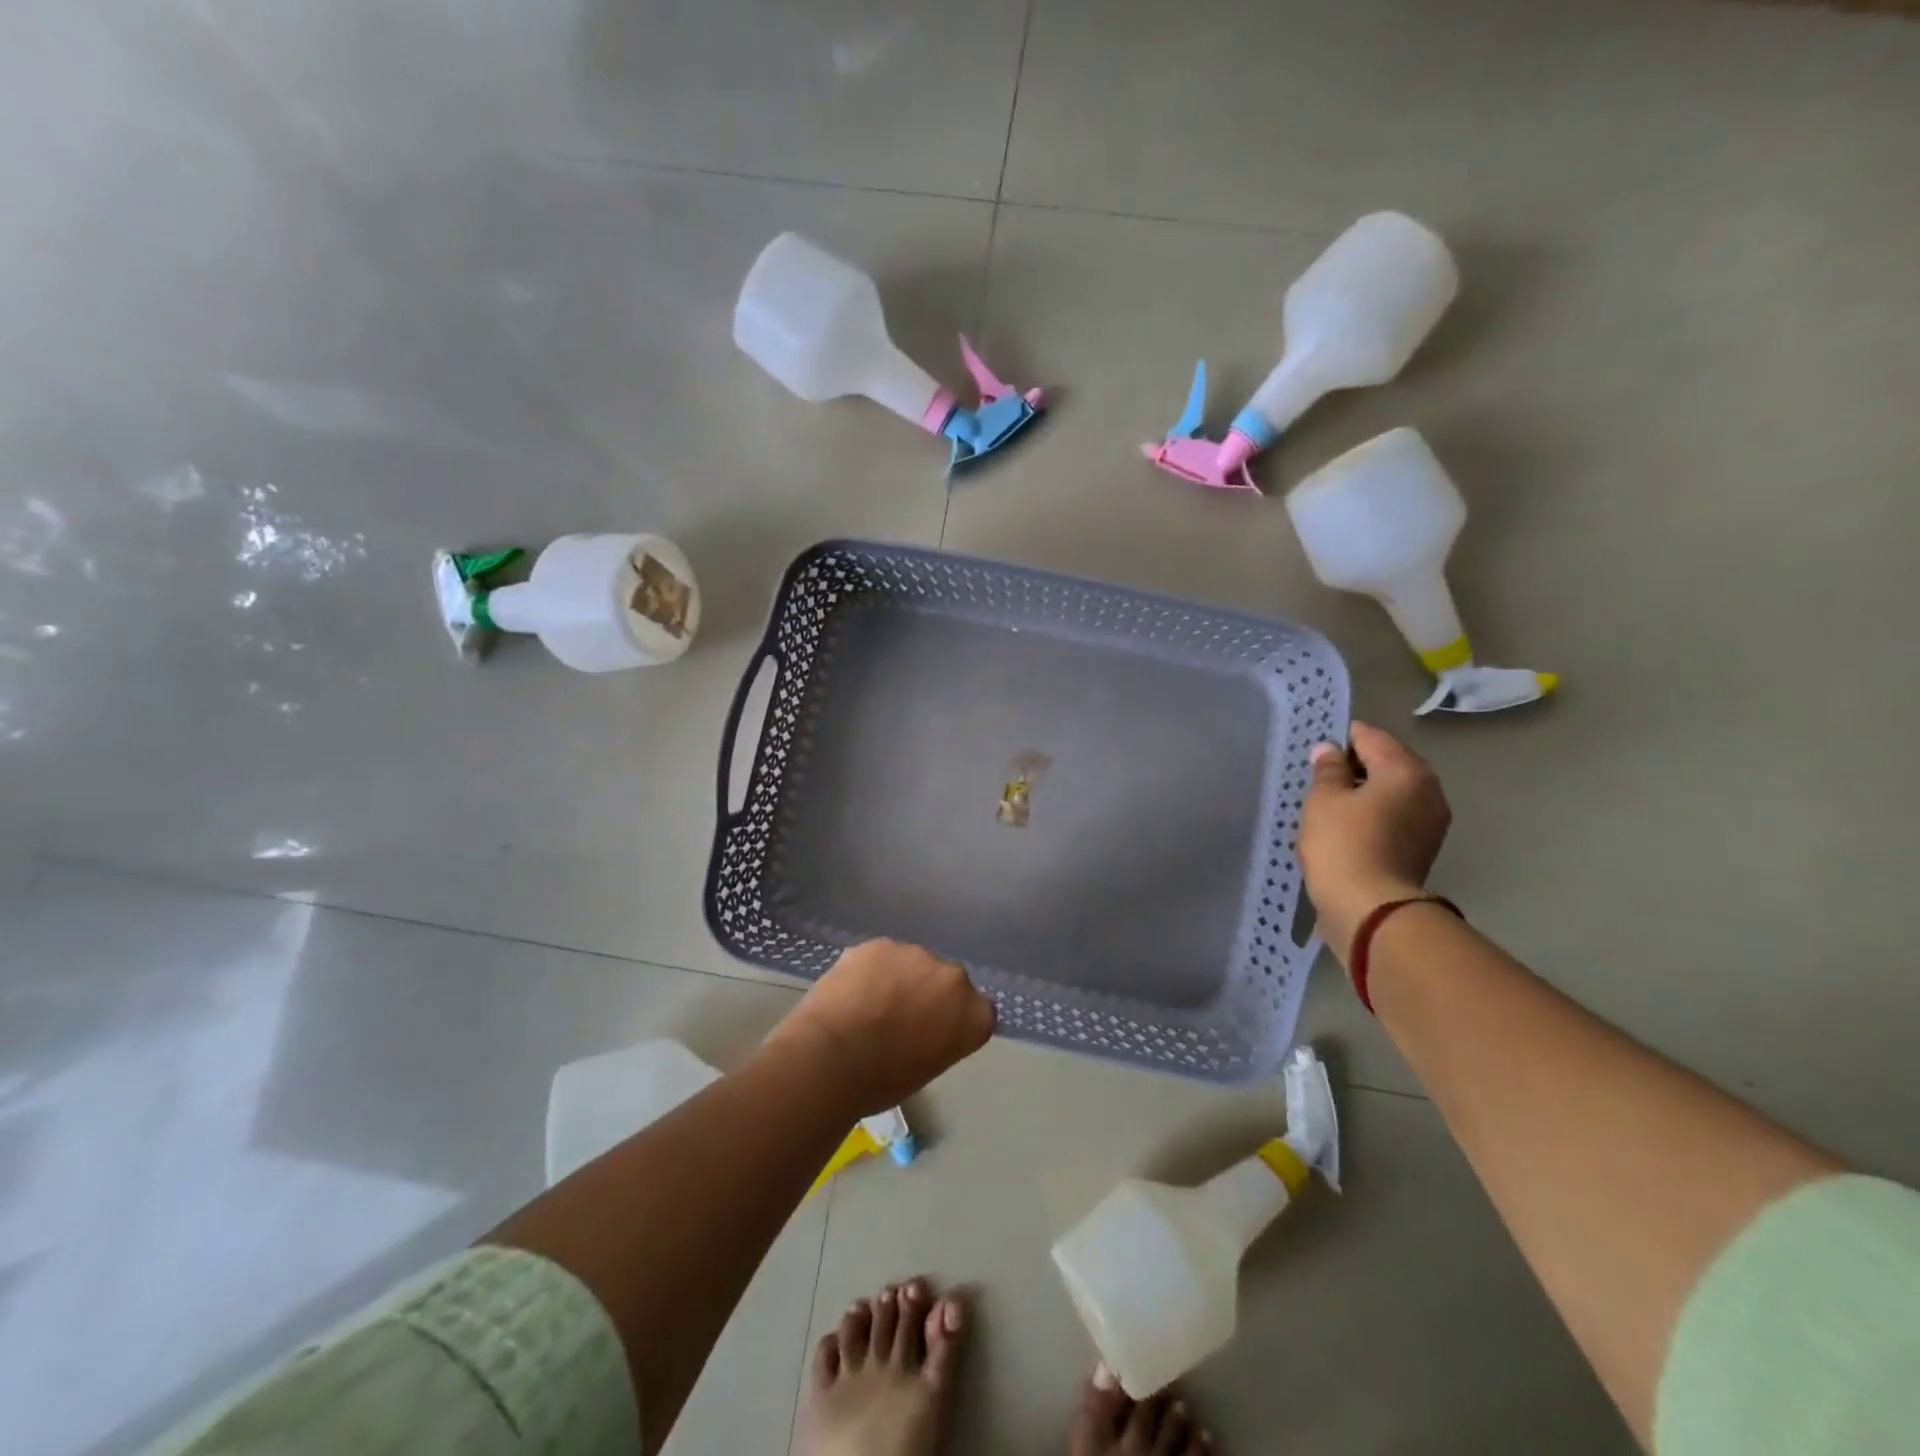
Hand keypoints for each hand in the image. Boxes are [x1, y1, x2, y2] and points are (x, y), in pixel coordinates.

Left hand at [766, 940, 995, 1113]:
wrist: (832, 1057)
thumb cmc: (881, 1081)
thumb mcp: (928, 1066)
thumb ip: (939, 1035)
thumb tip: (923, 1023)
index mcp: (974, 1015)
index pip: (976, 1010)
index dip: (953, 1018)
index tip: (933, 1032)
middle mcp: (954, 978)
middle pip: (946, 980)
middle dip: (928, 991)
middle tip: (899, 1016)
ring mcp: (917, 954)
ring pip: (912, 963)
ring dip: (899, 977)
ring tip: (869, 1002)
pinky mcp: (882, 943)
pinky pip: (882, 956)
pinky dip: (871, 969)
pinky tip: (852, 990)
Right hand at [1299, 721, 1451, 964]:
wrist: (1370, 909)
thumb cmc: (1343, 844)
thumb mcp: (1324, 800)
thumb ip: (1328, 770)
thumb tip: (1330, 750)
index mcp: (1406, 770)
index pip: (1370, 737)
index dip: (1341, 736)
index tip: (1316, 746)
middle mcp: (1428, 790)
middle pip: (1387, 763)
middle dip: (1355, 765)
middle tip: (1320, 776)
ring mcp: (1431, 821)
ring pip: (1392, 791)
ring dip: (1365, 792)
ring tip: (1330, 803)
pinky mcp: (1422, 847)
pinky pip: (1395, 816)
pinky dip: (1373, 814)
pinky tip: (1346, 826)